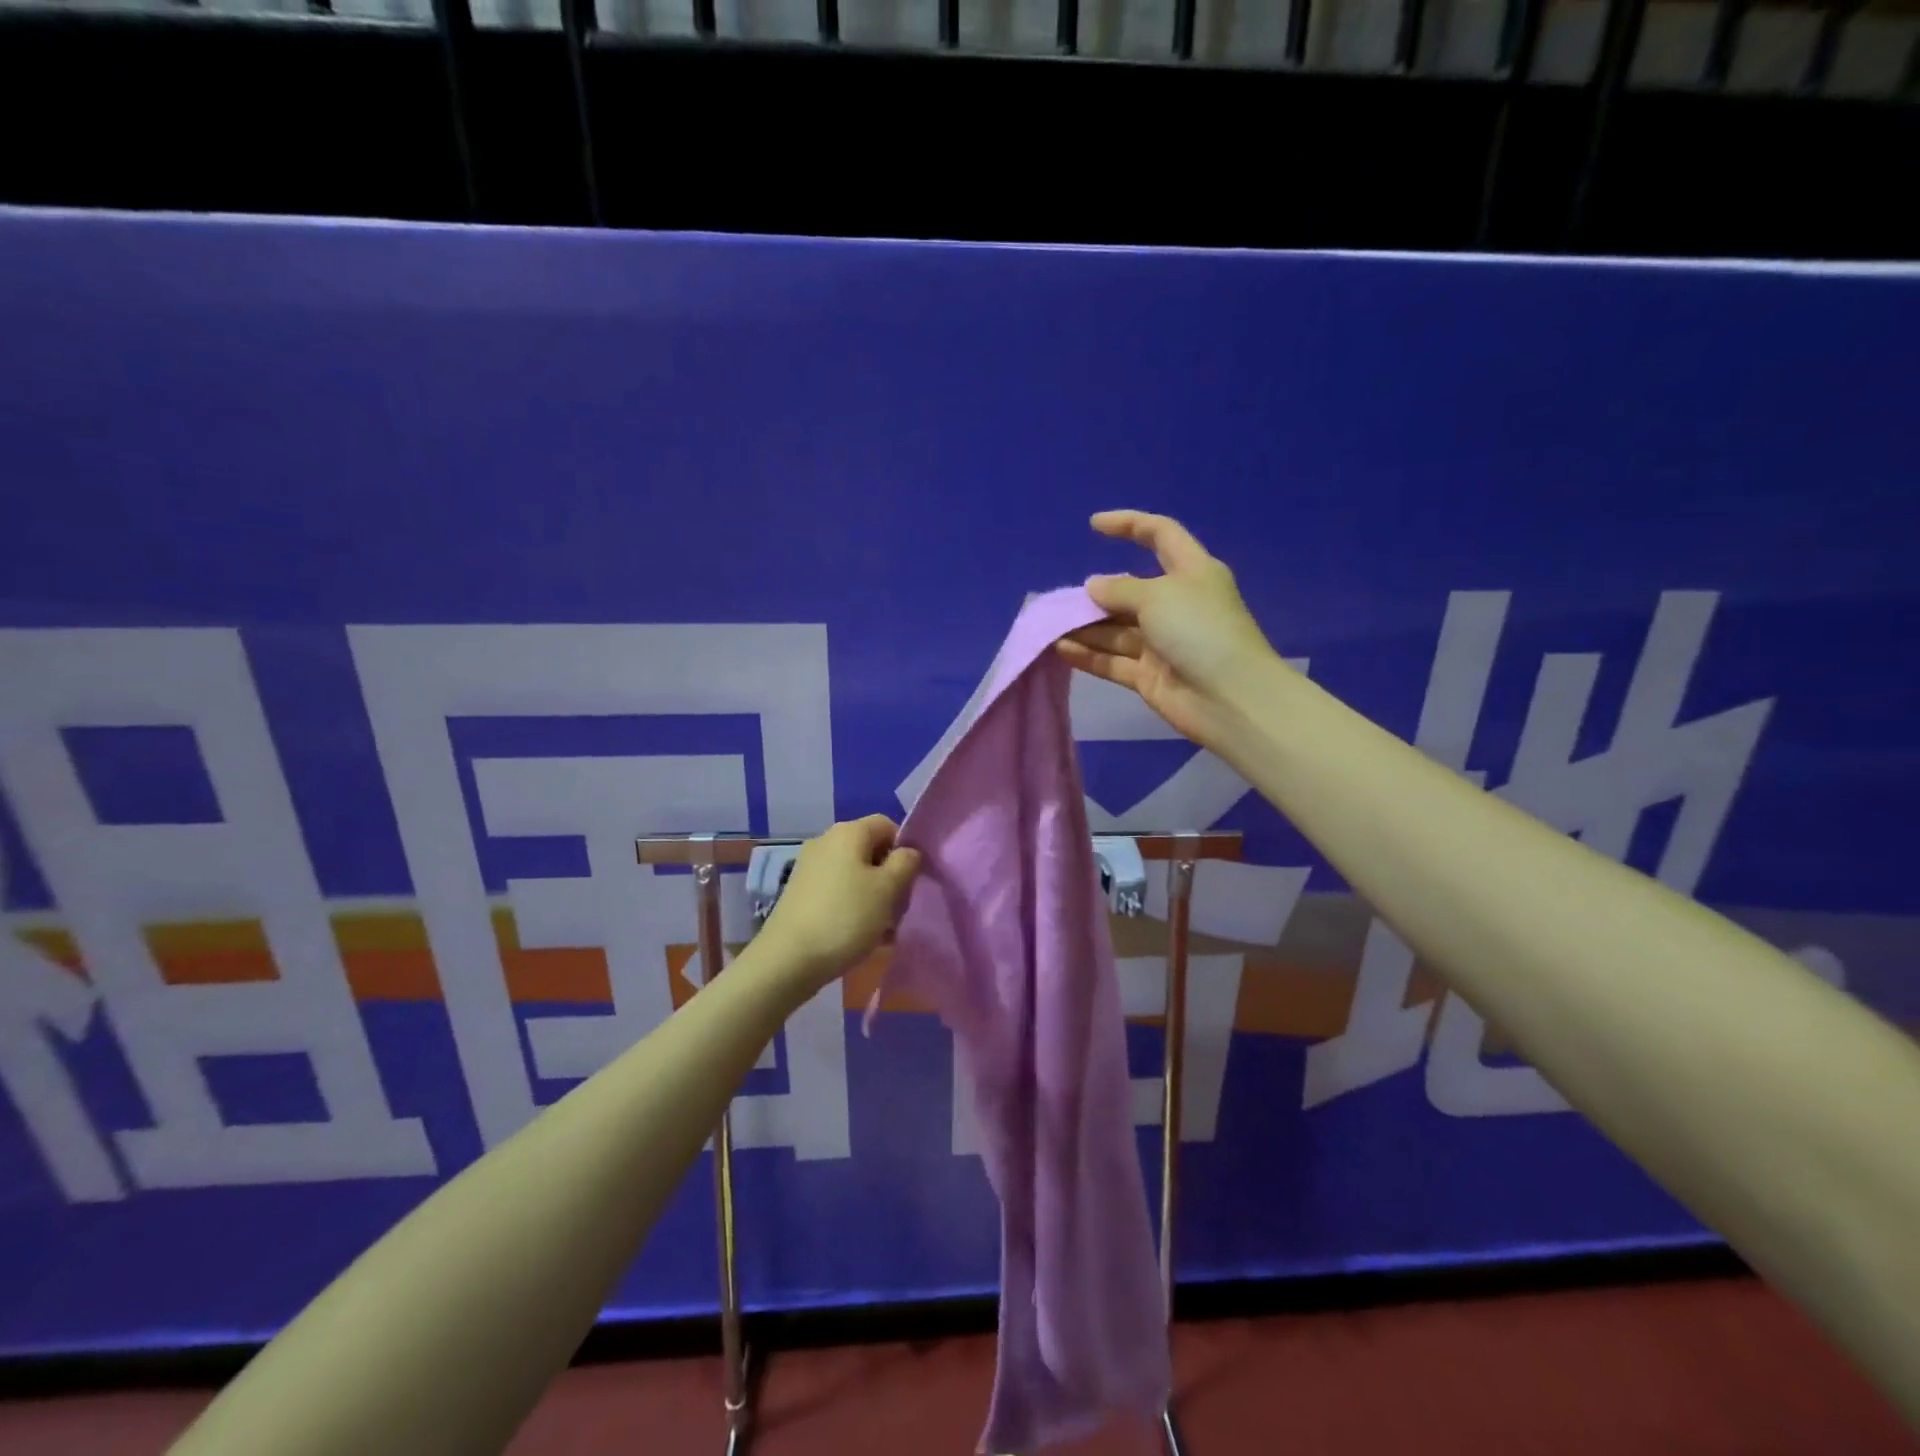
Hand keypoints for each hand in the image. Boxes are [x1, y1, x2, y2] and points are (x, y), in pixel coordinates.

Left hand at [756, 816, 922, 993]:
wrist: (788, 959)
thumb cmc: (846, 917)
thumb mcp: (888, 889)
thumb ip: (906, 863)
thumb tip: (908, 853)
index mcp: (848, 832)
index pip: (887, 825)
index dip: (905, 849)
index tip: (911, 880)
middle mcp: (825, 841)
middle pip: (871, 851)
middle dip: (890, 878)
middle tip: (897, 910)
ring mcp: (809, 867)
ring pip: (856, 875)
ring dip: (874, 898)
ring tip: (881, 931)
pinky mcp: (800, 893)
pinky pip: (838, 892)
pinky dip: (852, 908)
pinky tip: (859, 936)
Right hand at [1056, 510, 1279, 750]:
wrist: (1229, 698)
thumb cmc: (1199, 630)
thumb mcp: (1157, 596)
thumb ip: (1120, 589)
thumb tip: (1094, 586)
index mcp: (1191, 571)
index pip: (1160, 535)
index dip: (1129, 524)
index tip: (1094, 525)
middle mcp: (1177, 604)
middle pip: (1130, 590)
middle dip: (1097, 593)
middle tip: (1062, 600)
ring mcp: (1162, 642)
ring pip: (1116, 629)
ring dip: (1086, 627)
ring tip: (1051, 627)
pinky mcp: (1150, 675)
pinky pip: (1113, 660)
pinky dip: (1088, 655)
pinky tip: (1060, 649)